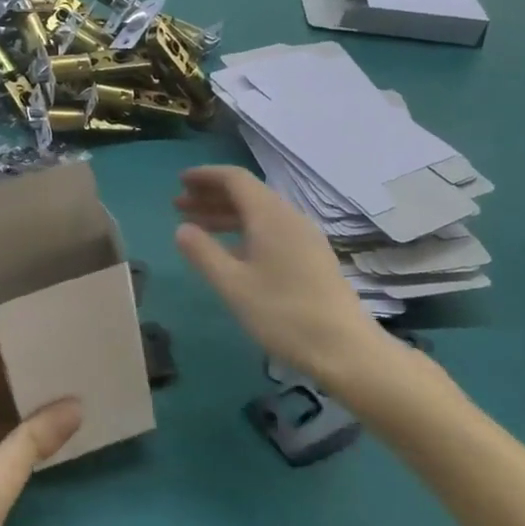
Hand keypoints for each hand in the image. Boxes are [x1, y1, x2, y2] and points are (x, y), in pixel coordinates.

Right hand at [174, 166, 393, 390]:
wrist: (345, 349)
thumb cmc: (283, 313)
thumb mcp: (233, 284)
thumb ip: (203, 253)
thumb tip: (182, 229)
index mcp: (270, 216)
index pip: (235, 179)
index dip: (205, 176)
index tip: (180, 182)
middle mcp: (289, 218)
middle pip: (247, 194)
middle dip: (211, 195)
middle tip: (179, 205)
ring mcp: (303, 238)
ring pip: (258, 213)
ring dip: (225, 214)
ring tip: (195, 226)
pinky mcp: (310, 257)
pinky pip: (270, 230)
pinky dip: (243, 231)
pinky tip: (228, 251)